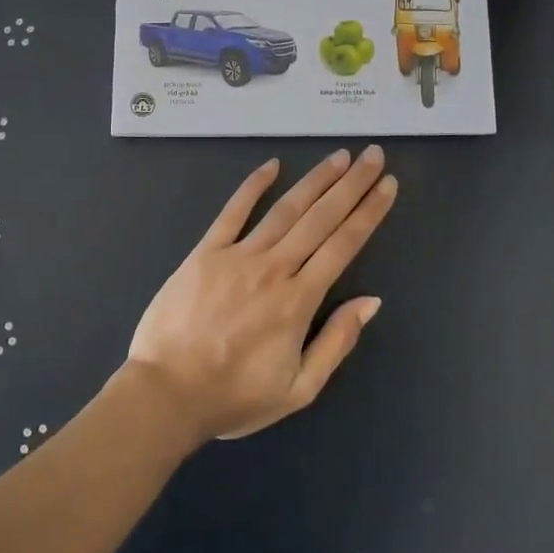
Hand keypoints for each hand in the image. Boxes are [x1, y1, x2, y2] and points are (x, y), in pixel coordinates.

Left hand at [126, 147, 397, 442]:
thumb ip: (336, 343)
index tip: (387, 186)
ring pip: (285, 209)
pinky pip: (233, 212)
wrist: (166, 394)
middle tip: (373, 155)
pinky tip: (272, 164)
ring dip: (315, 180)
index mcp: (299, 300)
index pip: (343, 245)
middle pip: (321, 218)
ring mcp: (238, 256)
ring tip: (339, 156)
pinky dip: (253, 185)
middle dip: (351, 185)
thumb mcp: (298, 389)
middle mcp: (274, 268)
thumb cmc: (234, 397)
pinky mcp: (205, 252)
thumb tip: (371, 301)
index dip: (369, 213)